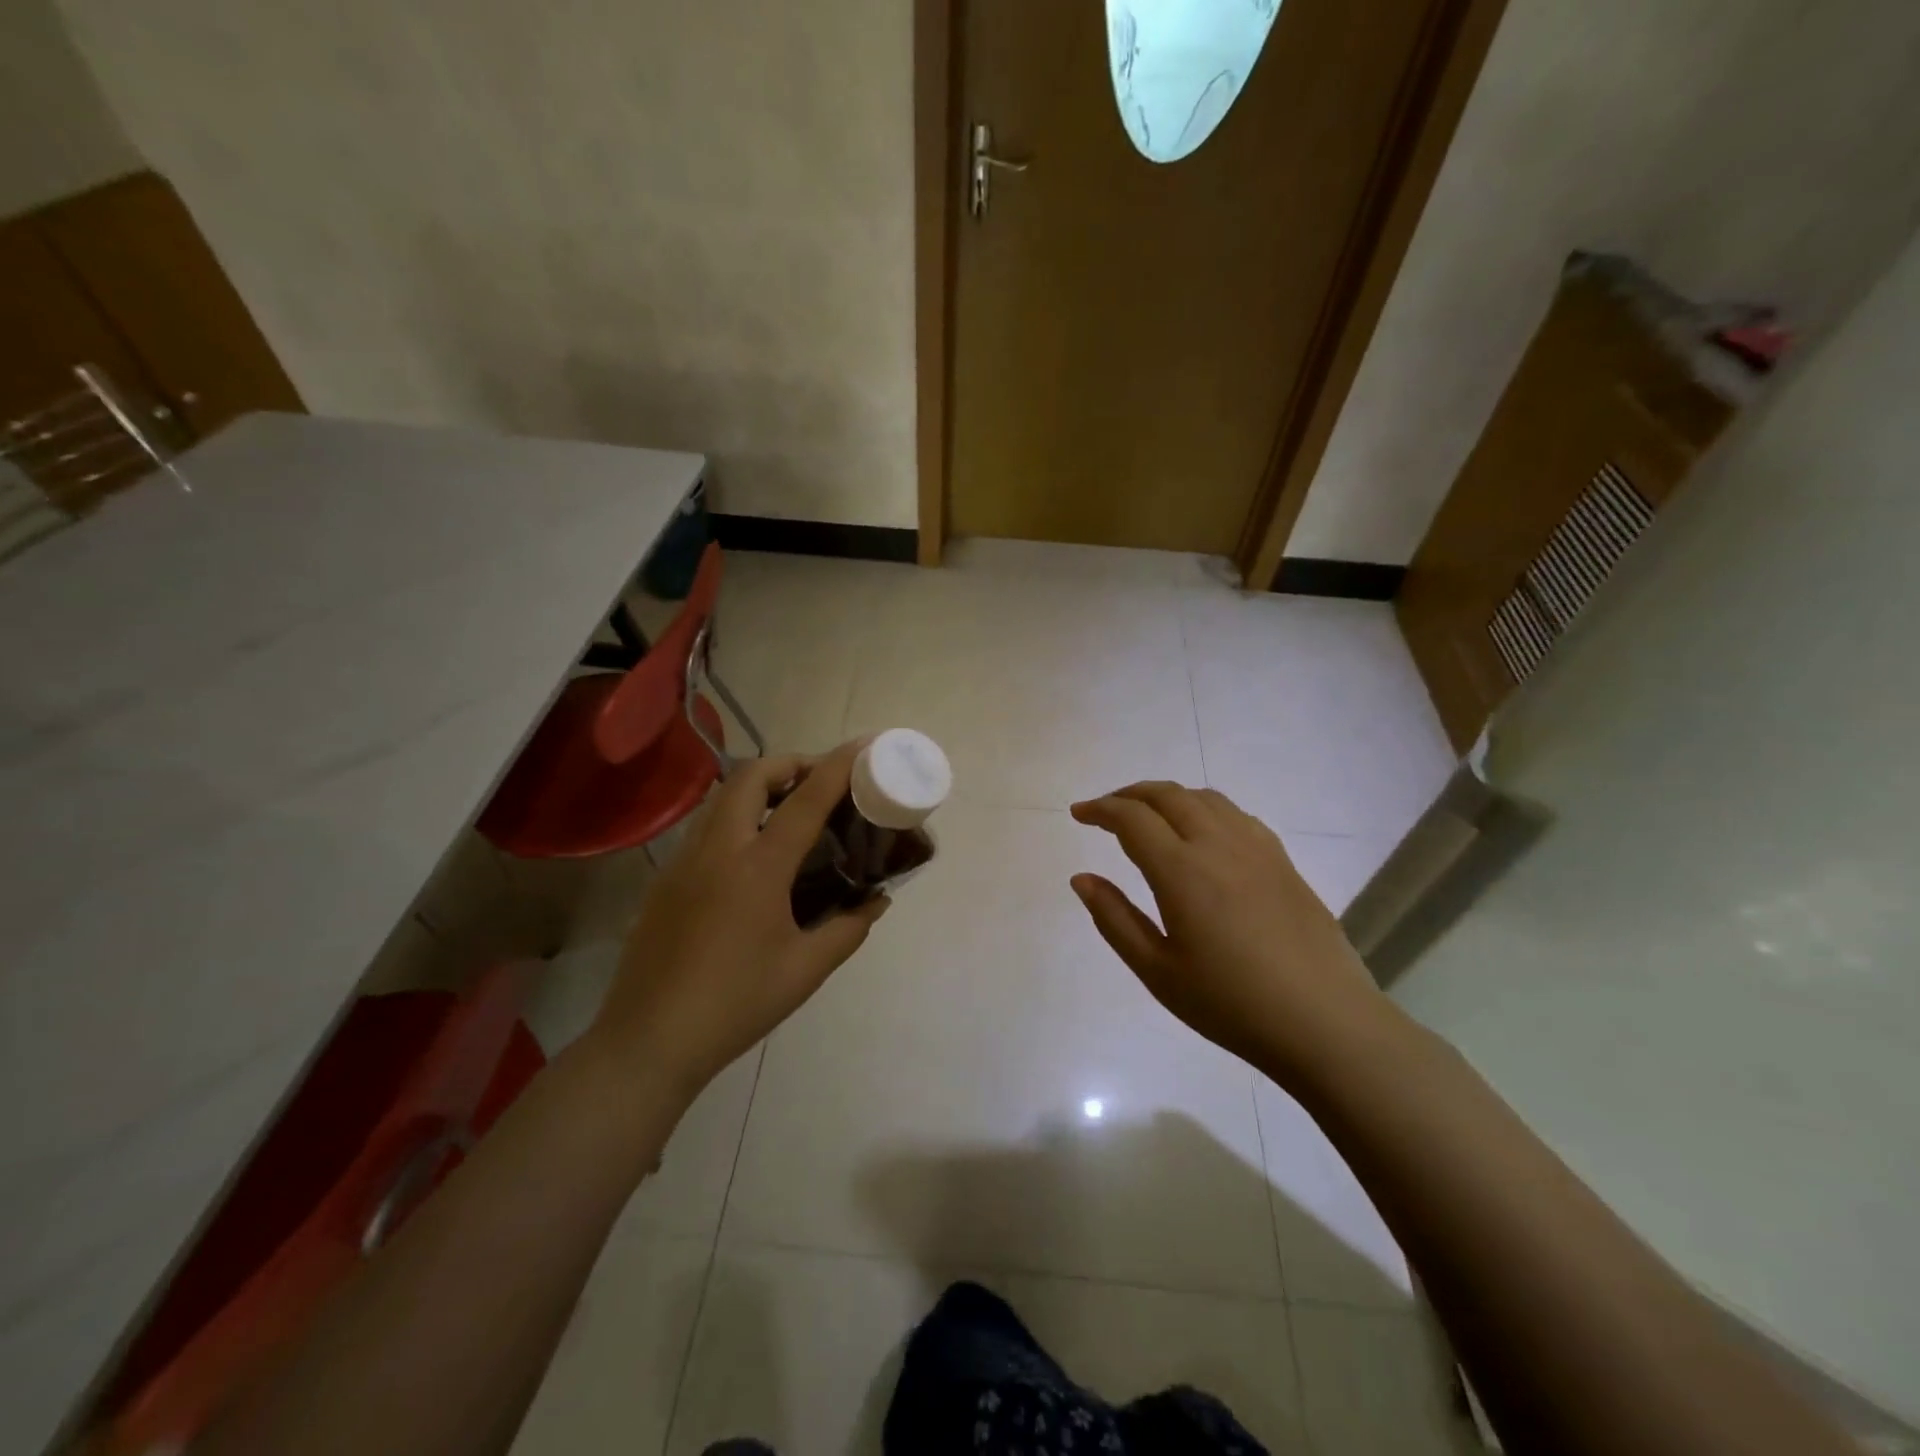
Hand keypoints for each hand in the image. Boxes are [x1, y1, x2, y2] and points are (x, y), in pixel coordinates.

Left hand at [588, 740, 887, 1102]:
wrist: (649, 1041)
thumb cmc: (736, 1004)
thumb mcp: (805, 970)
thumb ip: (848, 929)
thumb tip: (877, 900)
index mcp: (758, 868)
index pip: (805, 801)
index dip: (836, 767)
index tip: (862, 746)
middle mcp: (718, 850)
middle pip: (750, 776)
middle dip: (788, 762)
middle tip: (818, 779)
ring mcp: (684, 862)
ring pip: (721, 797)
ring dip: (758, 785)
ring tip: (789, 808)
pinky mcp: (665, 880)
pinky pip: (705, 826)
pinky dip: (736, 815)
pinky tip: (752, 852)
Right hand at [1070, 782, 1388, 1084]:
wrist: (1325, 1023)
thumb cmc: (1231, 1004)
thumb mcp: (1157, 971)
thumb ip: (1115, 919)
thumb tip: (1082, 878)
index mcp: (1181, 870)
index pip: (1132, 818)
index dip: (1100, 809)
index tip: (1078, 813)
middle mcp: (1218, 844)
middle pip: (1167, 795)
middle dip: (1130, 794)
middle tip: (1106, 810)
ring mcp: (1257, 849)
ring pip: (1204, 798)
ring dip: (1168, 797)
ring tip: (1149, 816)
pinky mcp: (1283, 862)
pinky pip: (1236, 815)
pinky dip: (1204, 809)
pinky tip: (1202, 834)